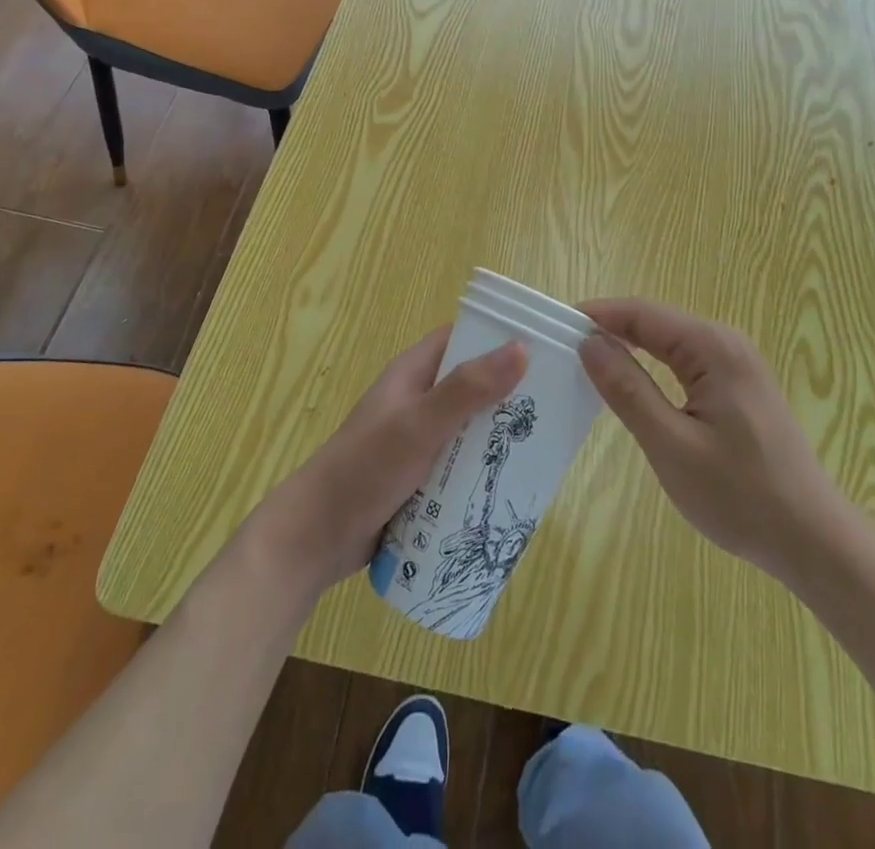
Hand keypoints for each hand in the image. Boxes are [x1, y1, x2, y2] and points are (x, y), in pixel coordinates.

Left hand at [245, 327, 525, 600]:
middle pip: (474, 384)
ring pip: (472, 427)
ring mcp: (421, 439)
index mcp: (414, 373)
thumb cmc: (365, 469)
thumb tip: (522, 348)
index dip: (501, 335)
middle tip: (558, 402)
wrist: (315, 539)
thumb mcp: (419, 425)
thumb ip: (467, 390)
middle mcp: (420, 399)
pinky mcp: (423, 475)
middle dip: (511, 392)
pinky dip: (485, 467)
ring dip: (501, 435)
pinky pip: (463, 462)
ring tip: (548, 444)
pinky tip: (516, 482)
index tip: (547, 345)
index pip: (464, 337)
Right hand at [577, 299, 842, 584]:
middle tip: (563, 345)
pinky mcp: (739, 385)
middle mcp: (727, 343)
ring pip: (670, 340)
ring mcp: (737, 363)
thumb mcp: (671, 445)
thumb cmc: (740, 495)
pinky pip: (685, 360)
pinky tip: (631, 381)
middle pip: (656, 321)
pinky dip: (652, 364)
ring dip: (630, 345)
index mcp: (713, 348)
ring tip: (587, 361)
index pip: (643, 313)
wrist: (812, 539)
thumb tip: (589, 343)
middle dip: (610, 327)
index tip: (555, 324)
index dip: (598, 314)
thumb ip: (627, 390)